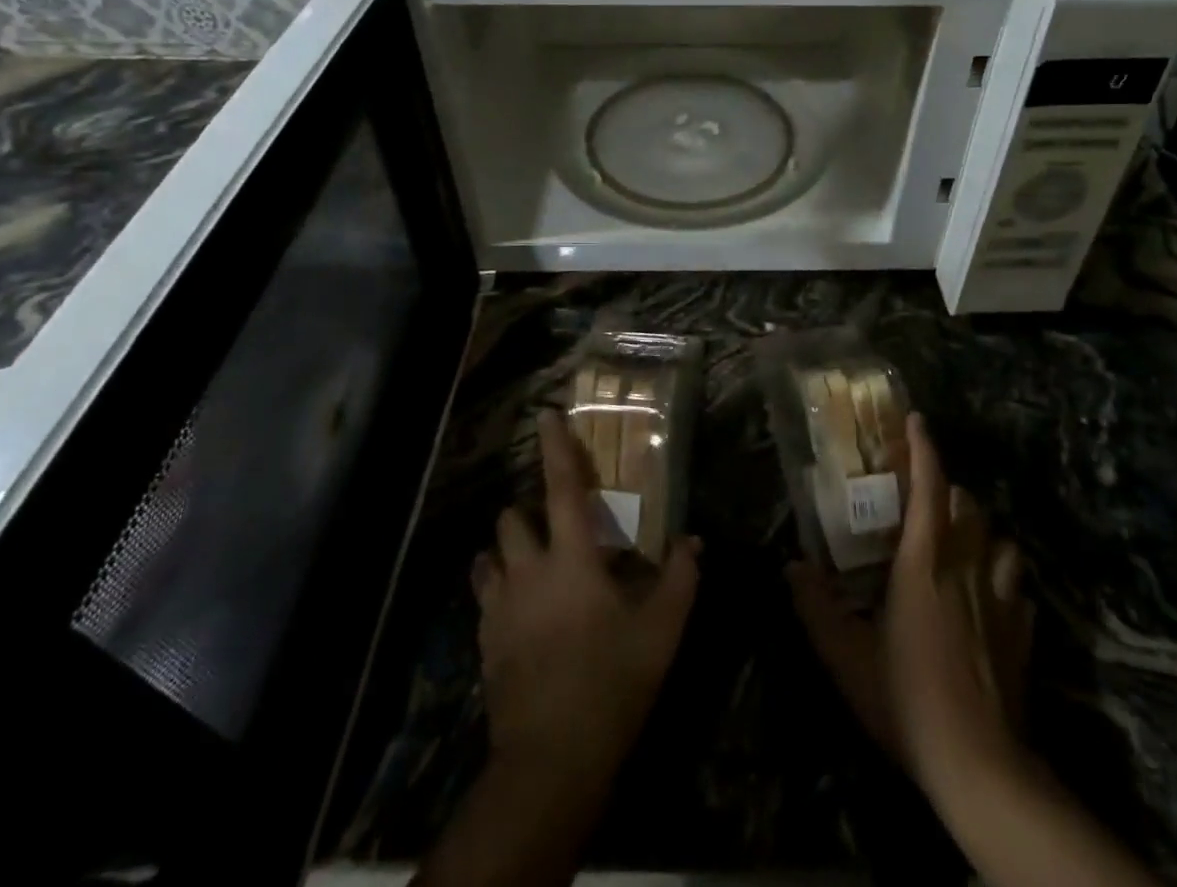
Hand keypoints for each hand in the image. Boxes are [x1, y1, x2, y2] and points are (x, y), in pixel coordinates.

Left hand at [472, 408, 699, 798]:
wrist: (549, 761)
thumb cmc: (611, 683)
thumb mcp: (661, 631)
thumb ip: (680, 579)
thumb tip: (693, 541)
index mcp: (571, 558)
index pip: (560, 488)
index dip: (555, 447)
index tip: (545, 414)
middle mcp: (527, 571)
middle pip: (510, 518)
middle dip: (526, 511)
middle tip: (553, 525)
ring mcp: (499, 607)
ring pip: (489, 555)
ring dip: (506, 550)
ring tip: (529, 564)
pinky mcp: (484, 642)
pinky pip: (484, 597)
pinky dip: (498, 589)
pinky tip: (519, 611)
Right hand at [788, 412, 1034, 791]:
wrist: (978, 765)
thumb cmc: (906, 698)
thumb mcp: (845, 655)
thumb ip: (815, 606)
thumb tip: (792, 567)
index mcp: (924, 562)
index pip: (929, 488)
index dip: (923, 449)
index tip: (917, 419)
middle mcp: (967, 568)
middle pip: (969, 506)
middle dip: (950, 492)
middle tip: (926, 500)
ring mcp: (1002, 600)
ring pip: (1002, 541)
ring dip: (982, 533)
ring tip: (962, 544)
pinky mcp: (1023, 633)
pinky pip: (1019, 589)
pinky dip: (1006, 581)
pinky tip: (992, 598)